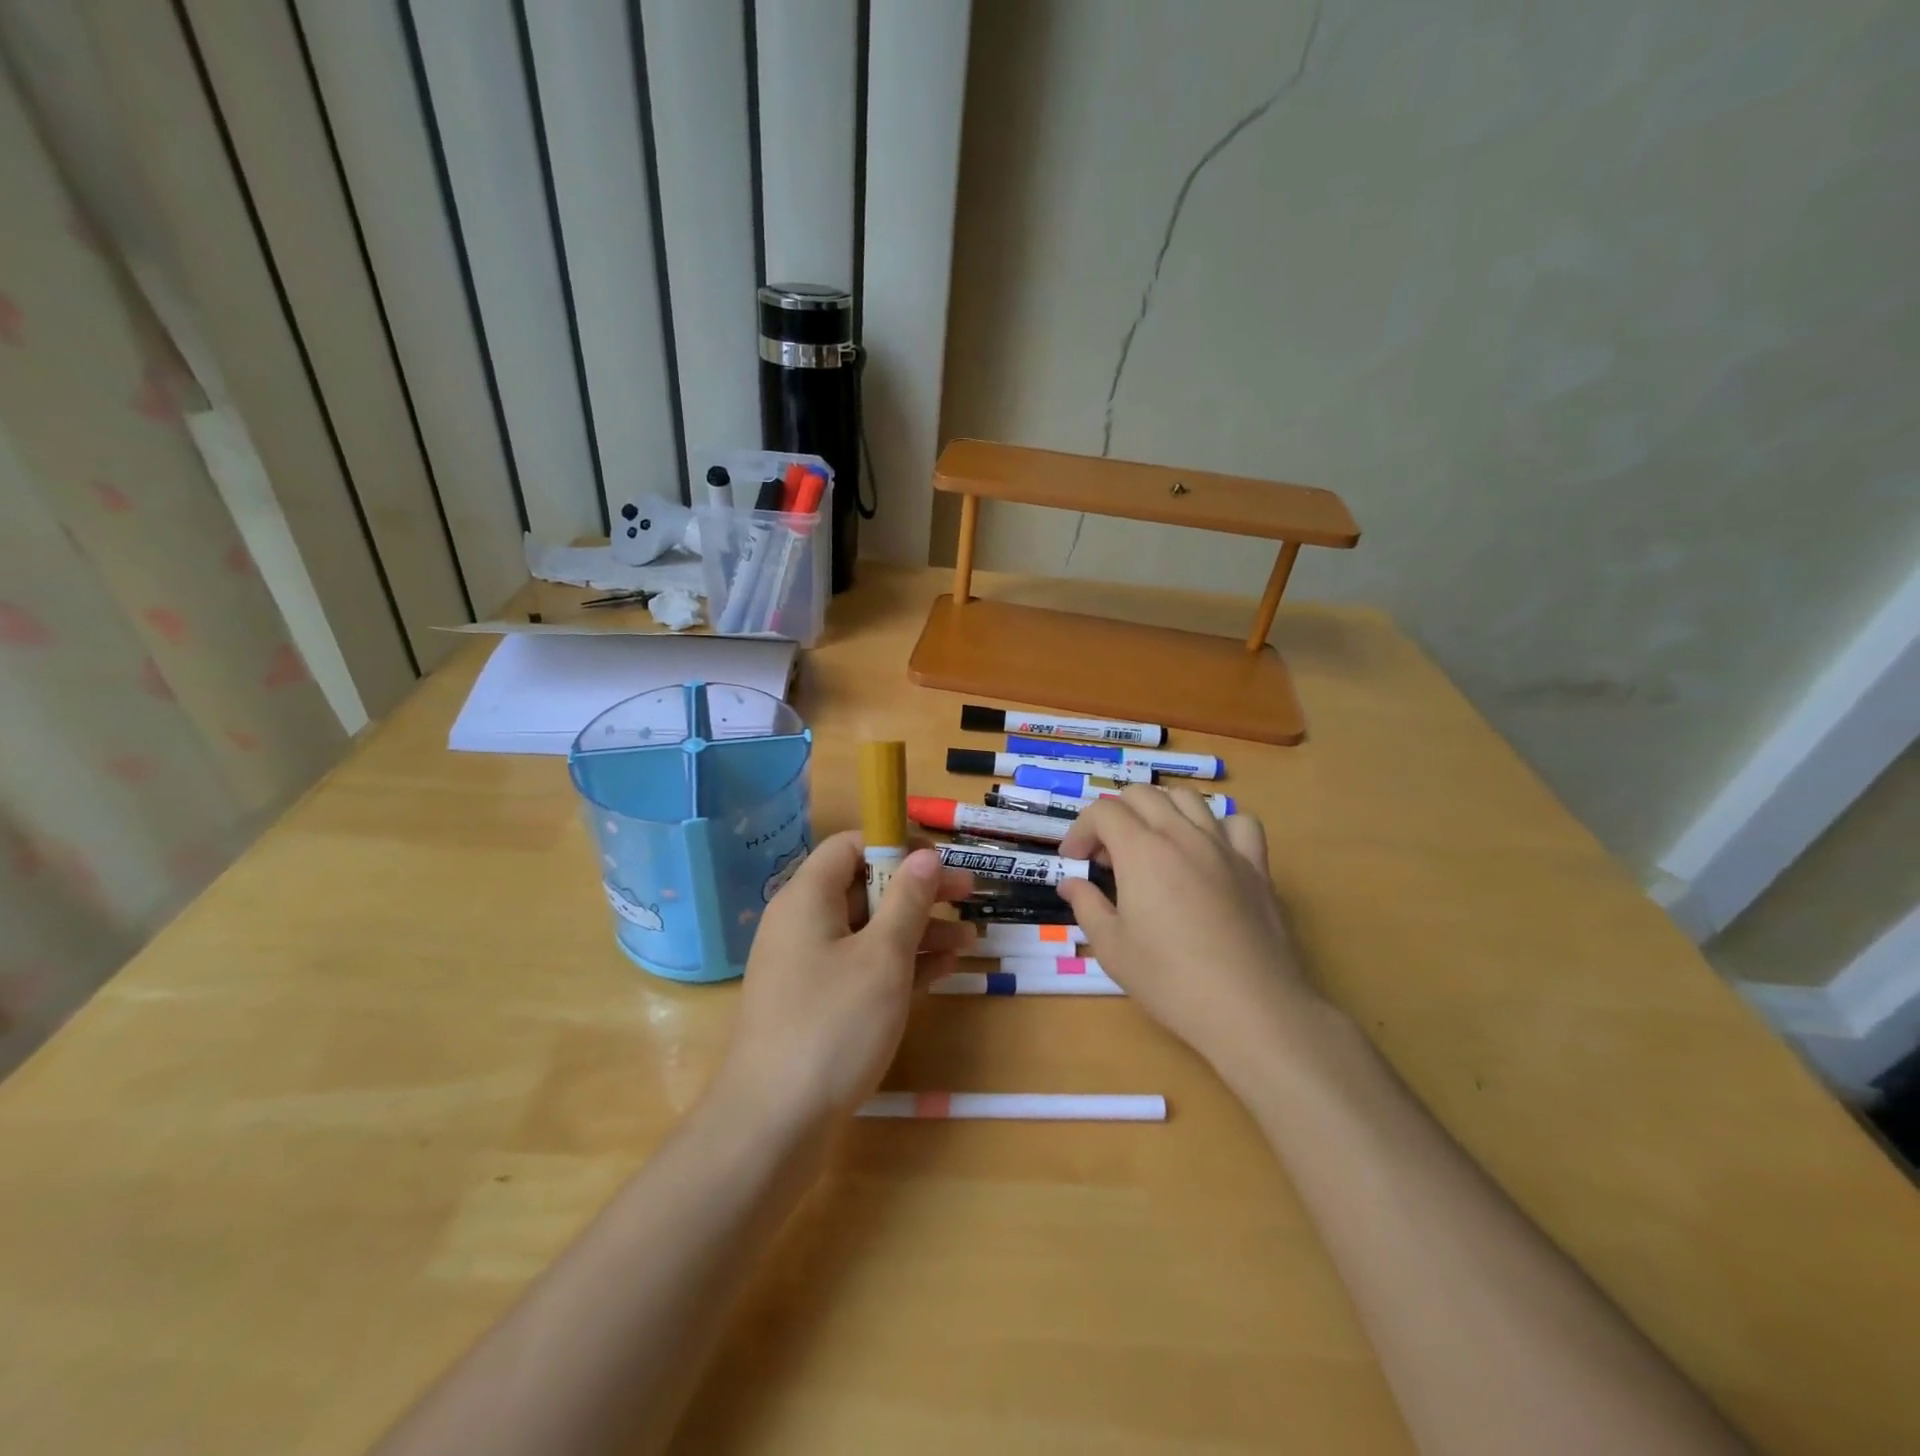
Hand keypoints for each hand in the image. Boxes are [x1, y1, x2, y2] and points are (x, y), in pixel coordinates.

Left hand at [713, 831, 973, 1134]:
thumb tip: (926, 855)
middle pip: (864, 887)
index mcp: (807, 898)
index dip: (897, 845)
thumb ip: (908, 901)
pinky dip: (900, 963)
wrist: (773, 1125)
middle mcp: (803, 923)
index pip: (850, 846)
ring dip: (918, 930)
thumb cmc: (832, 1026)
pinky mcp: (818, 1003)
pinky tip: (944, 969)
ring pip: (869, 930)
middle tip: (969, 896)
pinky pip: (863, 966)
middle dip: (918, 891)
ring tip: (970, 939)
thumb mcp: (882, 958)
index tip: (941, 861)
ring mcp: (809, 966)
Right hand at [1057, 788, 1322, 1076]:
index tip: (1073, 860)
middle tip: (1107, 856)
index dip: (1079, 829)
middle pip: (1142, 794)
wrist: (1249, 1009)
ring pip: (1188, 798)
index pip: (1102, 811)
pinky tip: (1208, 851)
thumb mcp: (1112, 948)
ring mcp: (1224, 846)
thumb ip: (1086, 905)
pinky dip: (1217, 825)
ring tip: (1152, 845)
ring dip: (1160, 811)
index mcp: (1142, 850)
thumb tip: (1070, 883)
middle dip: (1114, 815)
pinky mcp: (1256, 865)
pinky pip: (1238, 823)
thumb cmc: (1170, 980)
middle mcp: (1182, 835)